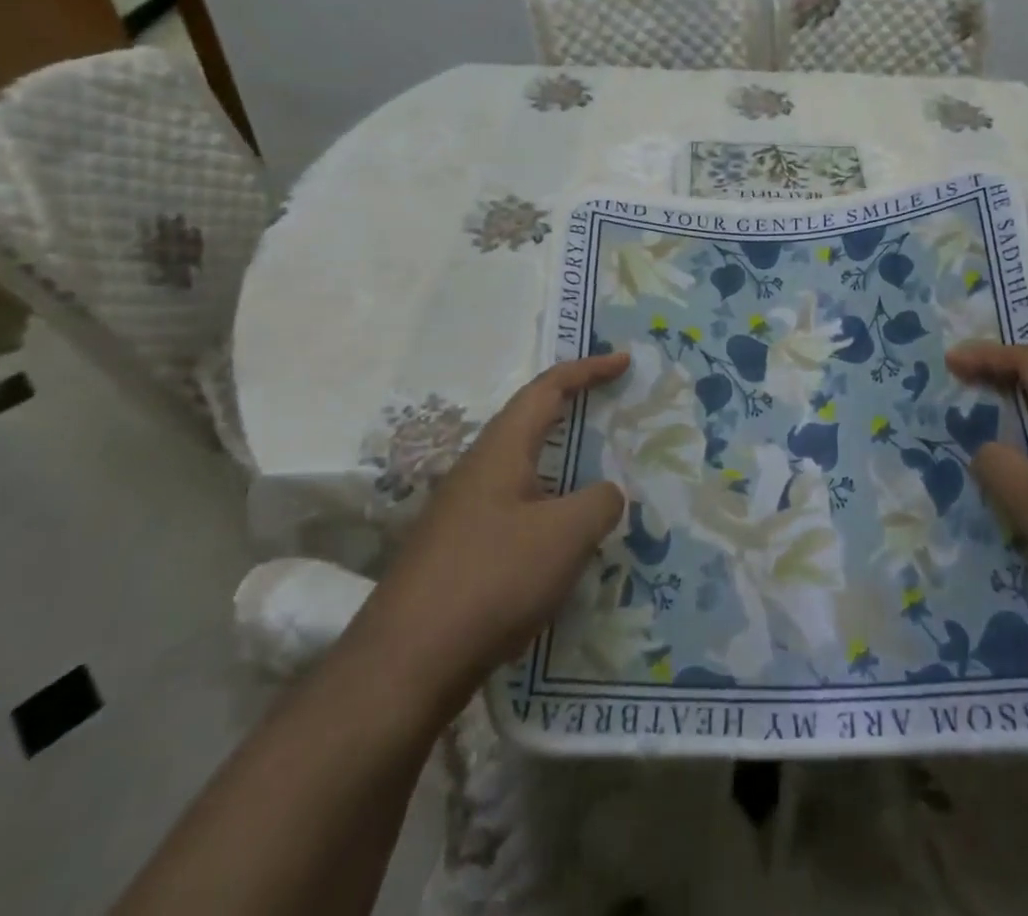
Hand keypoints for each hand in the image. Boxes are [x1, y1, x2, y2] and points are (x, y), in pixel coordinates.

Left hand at [357, 354, 629, 688]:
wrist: (403, 666)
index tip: (623, 361)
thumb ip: (599, 502)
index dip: (588, 369)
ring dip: (562, 468)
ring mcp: (462, 514)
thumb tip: (607, 493)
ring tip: (600, 482)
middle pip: (530, 424)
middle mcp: (477, 471)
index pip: (547, 389)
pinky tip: (564, 545)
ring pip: (523, 473)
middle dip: (573, 412)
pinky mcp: (457, 554)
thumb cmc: (491, 579)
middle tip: (613, 412)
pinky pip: (515, 512)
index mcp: (501, 450)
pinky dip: (548, 510)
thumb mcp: (565, 535)